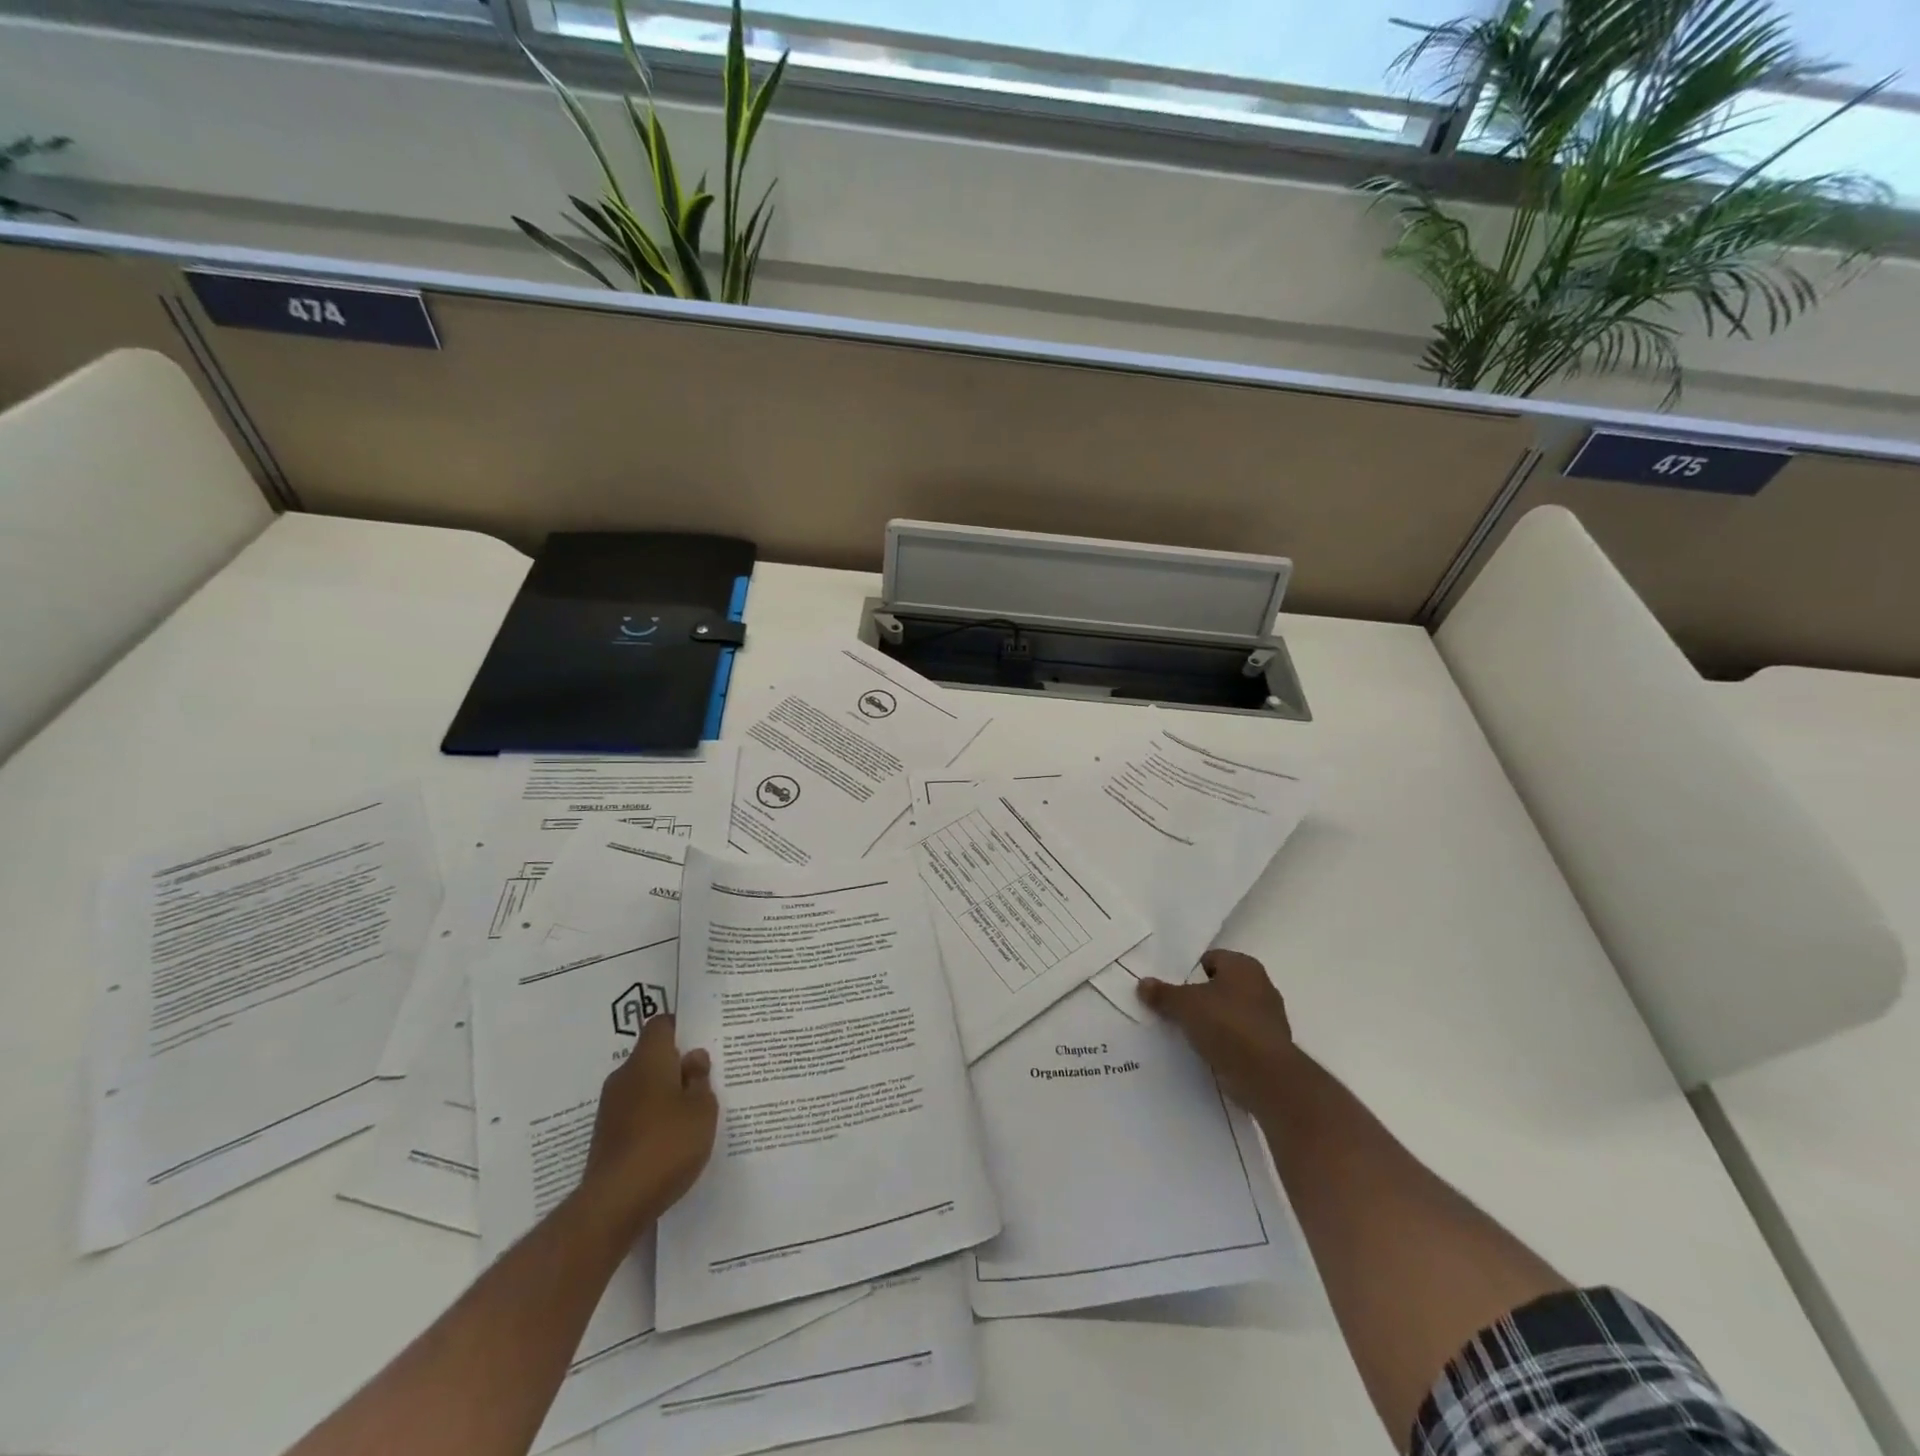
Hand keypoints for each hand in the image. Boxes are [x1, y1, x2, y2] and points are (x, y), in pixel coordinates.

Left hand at [577, 1013, 717, 1236]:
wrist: (614, 1204)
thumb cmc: (667, 1144)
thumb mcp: (702, 1109)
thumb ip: (700, 1080)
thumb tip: (693, 1058)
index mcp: (648, 1060)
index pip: (661, 1025)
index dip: (681, 1027)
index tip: (702, 1039)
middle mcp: (624, 1076)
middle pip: (652, 1056)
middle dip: (677, 1064)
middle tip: (707, 1077)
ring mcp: (611, 1108)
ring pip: (644, 1086)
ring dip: (666, 1093)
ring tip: (694, 1112)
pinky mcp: (606, 1136)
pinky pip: (635, 1113)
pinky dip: (653, 1118)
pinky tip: (672, 1139)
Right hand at [1138, 949, 1294, 1110]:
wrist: (1266, 1075)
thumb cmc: (1226, 1024)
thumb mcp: (1184, 1005)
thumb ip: (1163, 993)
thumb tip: (1143, 983)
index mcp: (1244, 966)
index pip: (1211, 959)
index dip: (1189, 971)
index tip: (1171, 987)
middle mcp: (1261, 986)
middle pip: (1220, 986)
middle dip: (1200, 997)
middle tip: (1174, 1009)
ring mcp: (1269, 1018)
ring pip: (1230, 1013)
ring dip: (1212, 1022)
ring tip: (1185, 1033)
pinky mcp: (1270, 1047)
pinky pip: (1239, 1038)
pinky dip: (1224, 1043)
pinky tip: (1205, 1052)